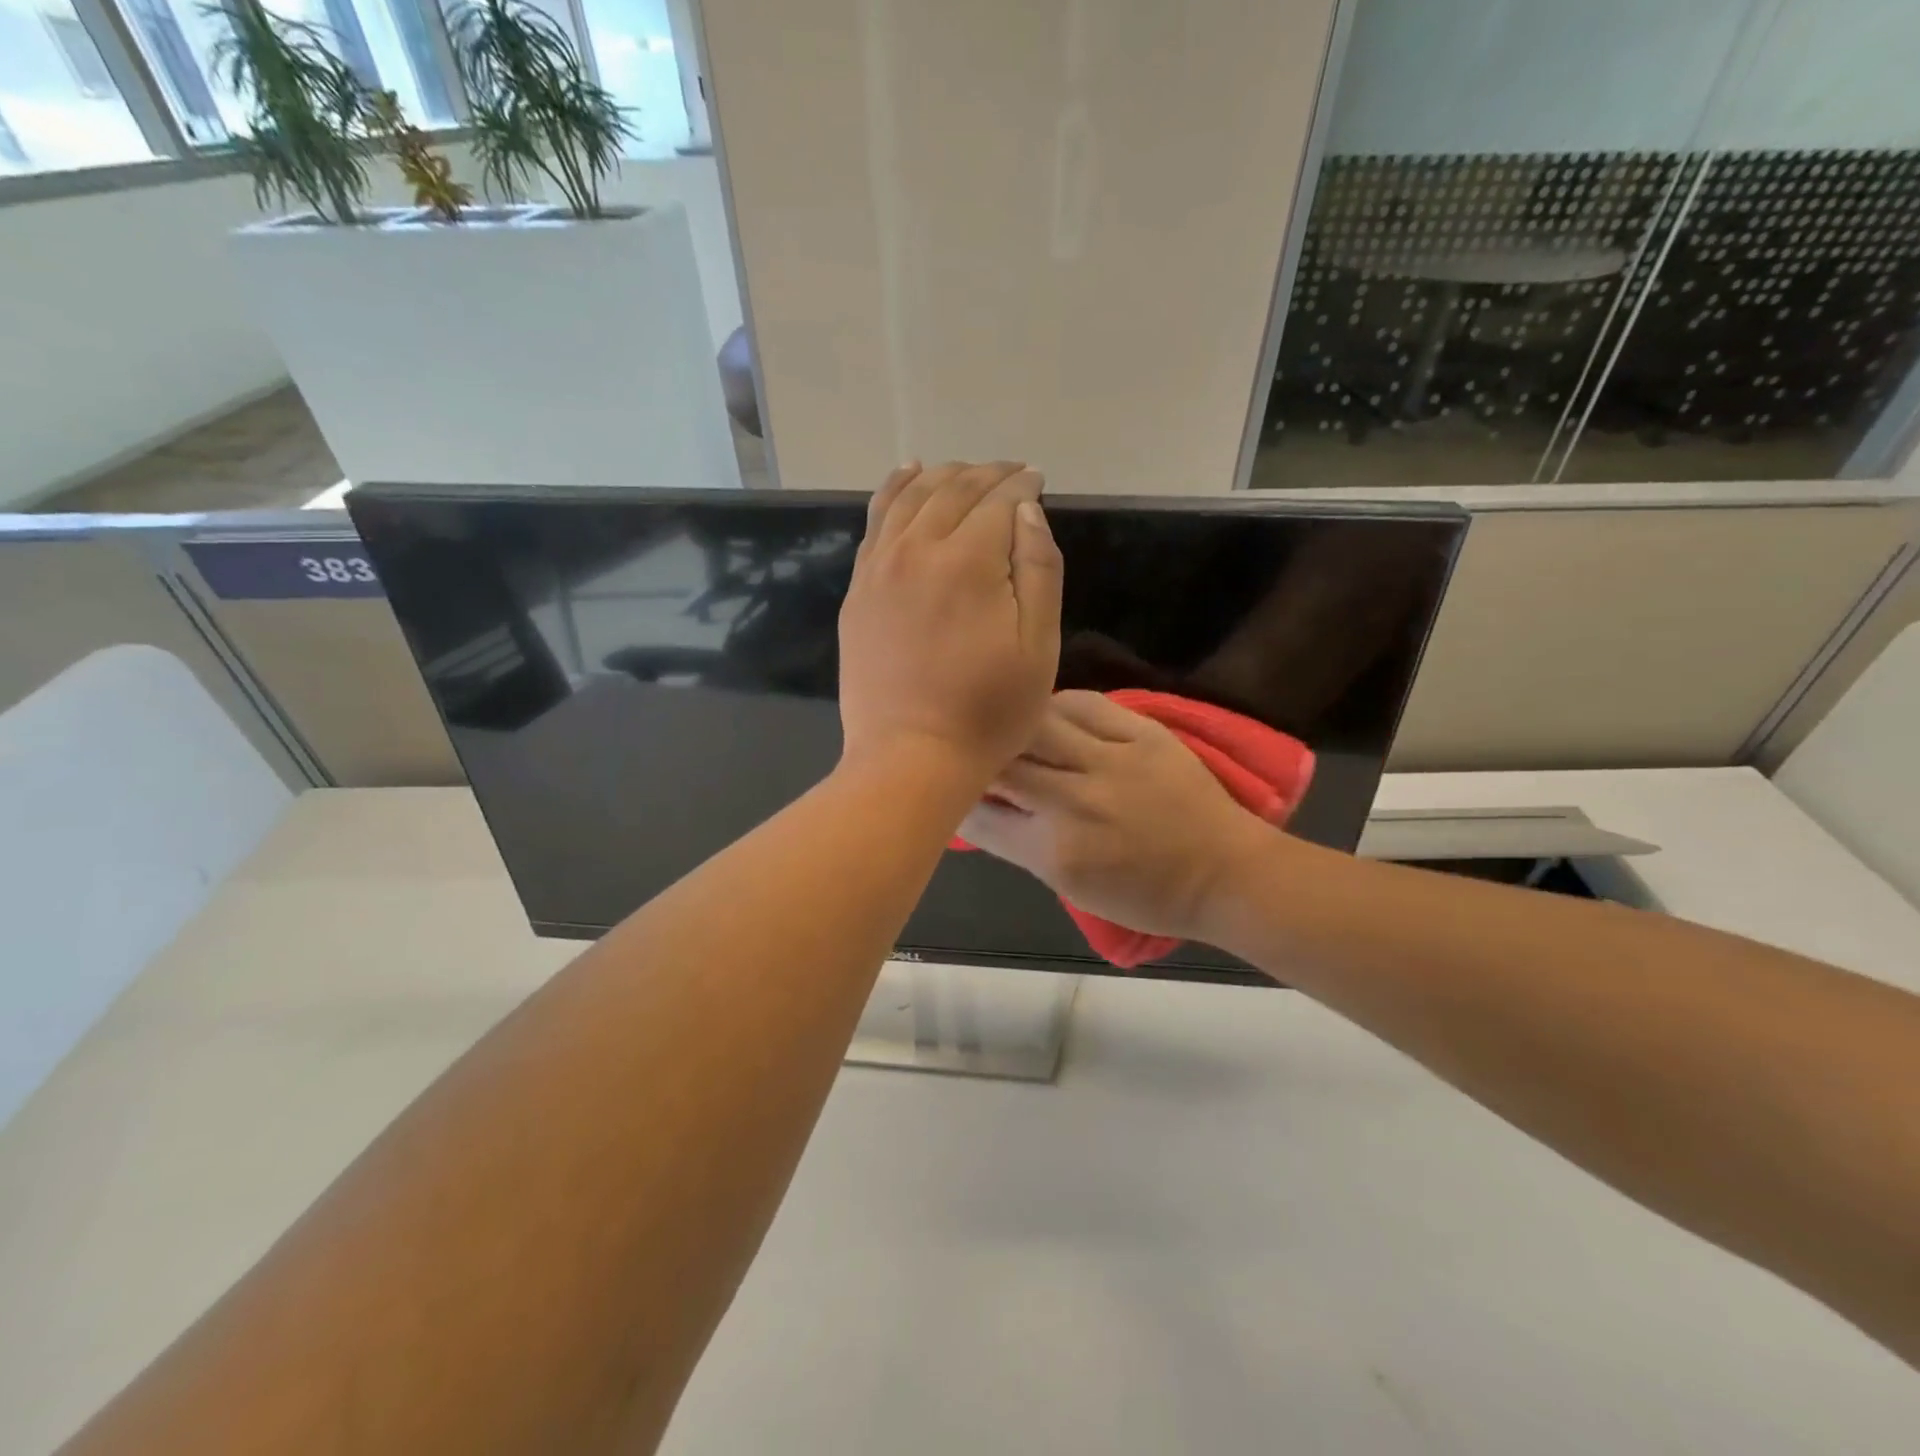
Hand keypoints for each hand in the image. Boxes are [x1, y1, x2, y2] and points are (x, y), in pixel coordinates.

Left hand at [839, 461, 1062, 781]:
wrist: (910, 758)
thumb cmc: (988, 712)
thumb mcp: (1038, 648)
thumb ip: (1039, 570)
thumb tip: (1027, 510)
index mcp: (968, 561)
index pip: (999, 501)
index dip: (1023, 485)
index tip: (1038, 479)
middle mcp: (918, 550)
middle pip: (954, 490)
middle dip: (988, 474)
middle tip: (1011, 473)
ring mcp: (880, 568)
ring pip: (911, 497)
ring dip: (943, 475)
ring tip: (966, 471)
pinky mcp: (859, 590)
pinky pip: (876, 522)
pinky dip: (895, 490)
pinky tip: (908, 477)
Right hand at [959, 691, 1278, 941]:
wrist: (1223, 873)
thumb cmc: (1144, 894)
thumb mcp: (1070, 886)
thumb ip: (1020, 844)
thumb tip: (980, 805)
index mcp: (1053, 852)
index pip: (979, 817)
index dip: (956, 801)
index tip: (952, 791)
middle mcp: (1073, 801)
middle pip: (1000, 764)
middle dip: (975, 758)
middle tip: (970, 751)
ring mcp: (1109, 761)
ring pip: (1035, 724)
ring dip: (1011, 724)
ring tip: (1005, 724)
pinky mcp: (1142, 733)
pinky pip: (1084, 703)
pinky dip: (1057, 704)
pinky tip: (1049, 710)